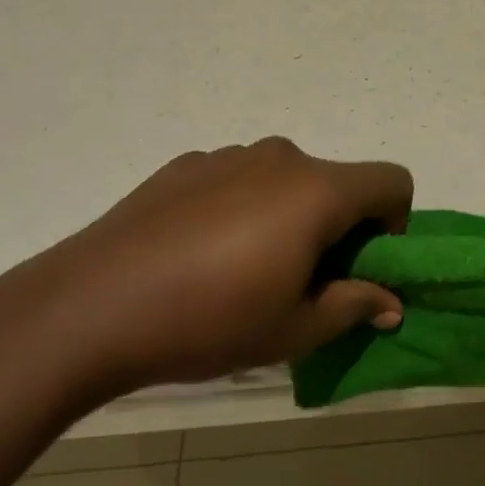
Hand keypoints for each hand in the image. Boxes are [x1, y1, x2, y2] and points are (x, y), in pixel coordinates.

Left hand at [0, 138, 412, 409]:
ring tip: (243, 270)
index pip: (392, 181)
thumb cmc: (209, 321)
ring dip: (289, 217)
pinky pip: (239, 180)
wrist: (90, 307)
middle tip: (301, 281)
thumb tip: (390, 303)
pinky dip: (243, 209)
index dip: (393, 224)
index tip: (358, 266)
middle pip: (338, 182)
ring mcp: (228, 156)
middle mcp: (280, 158)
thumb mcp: (294, 329)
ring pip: (286, 181)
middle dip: (337, 227)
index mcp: (317, 191)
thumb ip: (354, 306)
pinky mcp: (186, 165)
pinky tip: (199, 255)